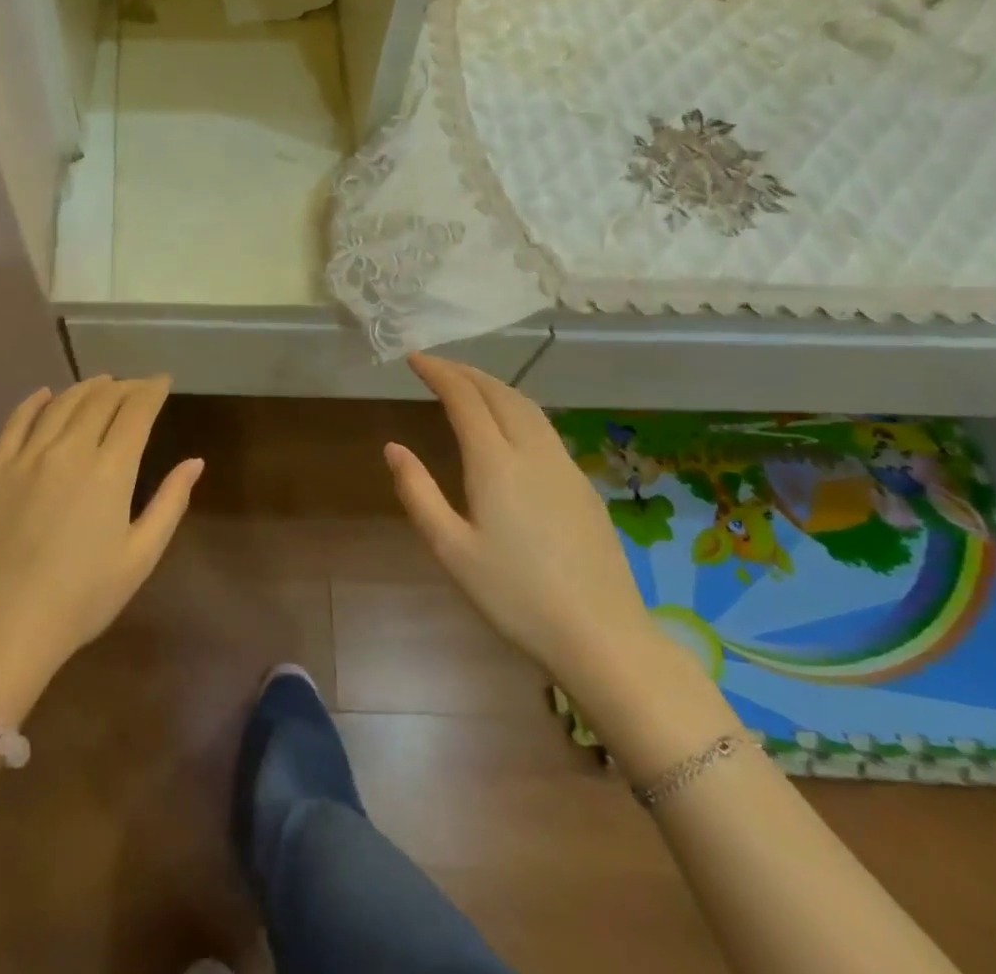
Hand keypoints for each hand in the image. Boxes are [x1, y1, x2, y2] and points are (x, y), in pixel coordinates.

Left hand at [0, 376, 202, 720]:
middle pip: (100, 399)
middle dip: (124, 386)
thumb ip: (170, 503)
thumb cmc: (82, 599)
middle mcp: (69, 450)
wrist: (3, 627)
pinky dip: (35, 401)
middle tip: (137, 387)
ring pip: (61, 403)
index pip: (136, 411)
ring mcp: (27, 456)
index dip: (152, 390)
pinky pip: (17, 421)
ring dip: (86, 387)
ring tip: (102, 383)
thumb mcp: (140, 557)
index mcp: (110, 470)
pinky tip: (46, 394)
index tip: (163, 381)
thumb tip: (195, 462)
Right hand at [383, 353, 657, 688]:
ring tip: (468, 384)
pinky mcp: (583, 485)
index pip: (464, 398)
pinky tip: (509, 424)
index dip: (438, 372)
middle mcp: (532, 452)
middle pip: (498, 392)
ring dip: (493, 385)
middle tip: (436, 366)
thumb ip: (418, 493)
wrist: (603, 637)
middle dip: (464, 371)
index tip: (414, 358)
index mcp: (495, 463)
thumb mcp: (451, 549)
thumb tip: (393, 448)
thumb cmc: (515, 596)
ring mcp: (564, 466)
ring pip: (526, 405)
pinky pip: (544, 426)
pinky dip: (516, 406)